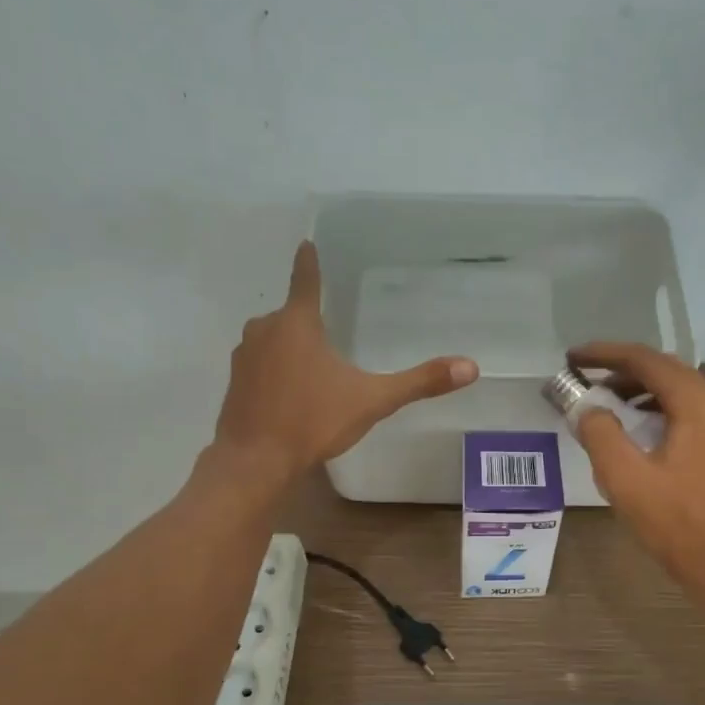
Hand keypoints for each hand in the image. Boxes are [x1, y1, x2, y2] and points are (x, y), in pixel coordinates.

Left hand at [214, 242, 477, 474]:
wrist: (255, 461)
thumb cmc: (313, 421)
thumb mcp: (372, 400)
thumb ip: (419, 382)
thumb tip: (470, 367)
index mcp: (297, 324)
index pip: (306, 280)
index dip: (309, 262)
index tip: (306, 243)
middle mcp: (265, 330)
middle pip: (290, 315)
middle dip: (307, 320)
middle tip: (329, 332)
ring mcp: (244, 357)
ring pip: (271, 340)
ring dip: (288, 347)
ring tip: (312, 369)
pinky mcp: (234, 383)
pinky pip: (259, 365)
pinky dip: (273, 370)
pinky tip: (288, 394)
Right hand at [568, 342, 704, 593]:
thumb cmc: (675, 522)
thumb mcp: (624, 478)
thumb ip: (599, 433)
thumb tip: (586, 408)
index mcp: (697, 403)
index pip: (645, 361)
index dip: (605, 355)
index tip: (572, 358)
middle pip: (664, 369)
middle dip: (621, 370)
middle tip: (584, 377)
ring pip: (677, 389)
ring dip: (639, 389)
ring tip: (603, 400)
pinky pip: (688, 409)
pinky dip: (657, 408)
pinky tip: (635, 424)